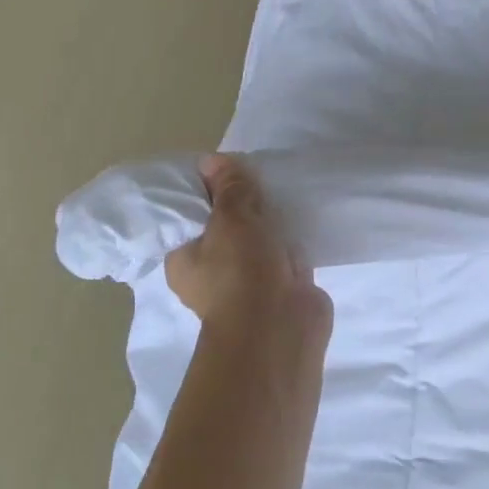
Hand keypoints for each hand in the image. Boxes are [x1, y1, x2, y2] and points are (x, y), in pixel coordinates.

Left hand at [166, 154, 332, 349]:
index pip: (189, 215)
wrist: (280, 327)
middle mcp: (212, 271)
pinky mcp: (281, 286)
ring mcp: (249, 280)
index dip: (206, 189)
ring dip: (271, 222)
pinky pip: (284, 253)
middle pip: (225, 225)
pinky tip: (304, 217)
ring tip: (284, 190)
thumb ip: (228, 188)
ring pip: (257, 239)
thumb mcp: (231, 218)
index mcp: (184, 257)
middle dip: (244, 203)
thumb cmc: (242, 272)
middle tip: (259, 175)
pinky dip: (293, 239)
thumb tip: (211, 160)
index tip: (227, 169)